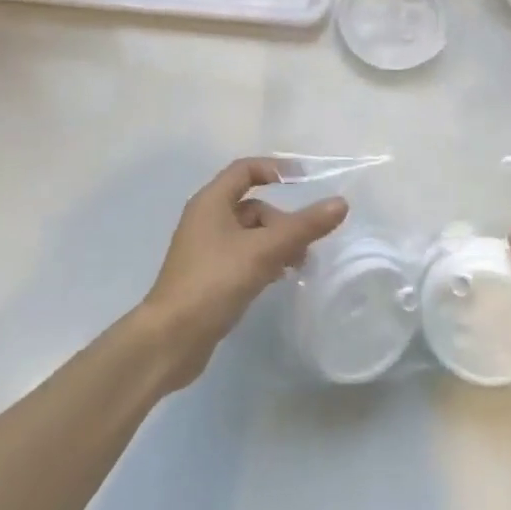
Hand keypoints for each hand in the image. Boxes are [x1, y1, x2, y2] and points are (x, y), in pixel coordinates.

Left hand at [140, 158, 347, 390]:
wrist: (170, 340)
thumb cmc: (213, 283)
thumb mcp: (263, 251)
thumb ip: (303, 226)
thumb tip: (340, 203)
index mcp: (211, 202)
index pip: (245, 170)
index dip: (276, 169)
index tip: (306, 181)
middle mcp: (205, 220)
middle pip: (252, 206)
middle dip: (282, 221)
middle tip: (304, 245)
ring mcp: (204, 250)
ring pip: (249, 234)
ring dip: (275, 244)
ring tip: (297, 266)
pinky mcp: (207, 277)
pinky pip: (242, 257)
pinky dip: (263, 261)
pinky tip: (277, 279)